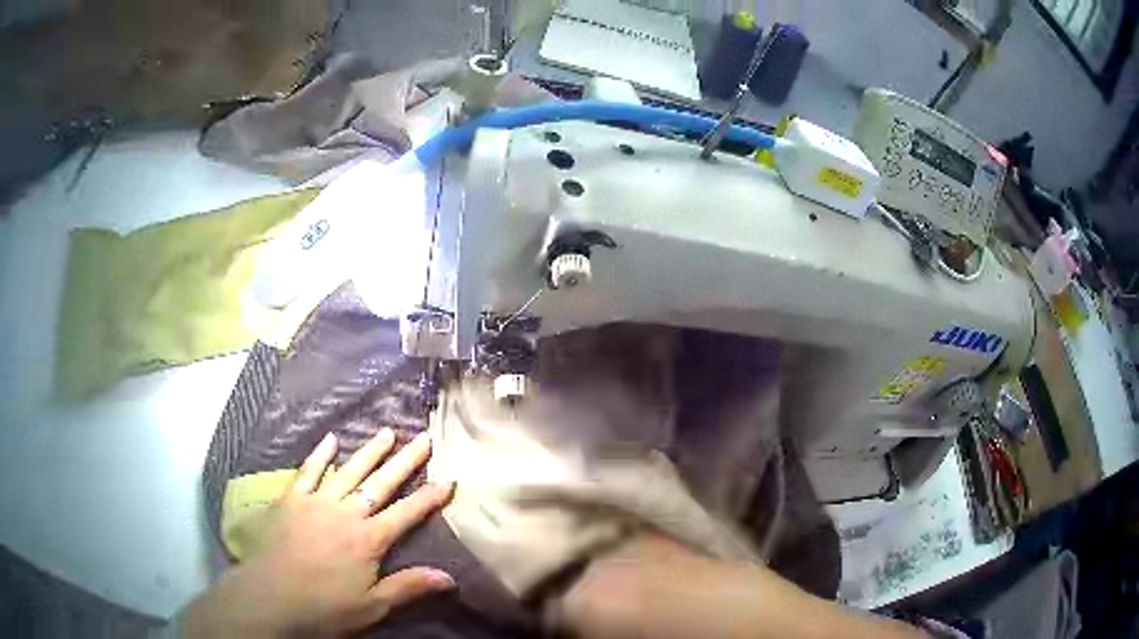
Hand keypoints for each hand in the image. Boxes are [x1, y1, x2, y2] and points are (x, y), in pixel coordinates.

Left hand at [183, 429, 455, 637]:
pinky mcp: (291, 500)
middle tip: (423, 437)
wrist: (270, 598)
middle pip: (380, 484)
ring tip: (387, 431)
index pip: (407, 514)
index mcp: (368, 540)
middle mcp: (346, 513)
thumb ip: (408, 587)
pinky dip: (320, 454)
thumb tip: (450, 577)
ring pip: (348, 471)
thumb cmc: (324, 608)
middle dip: (405, 461)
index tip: (449, 479)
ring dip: (369, 451)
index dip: (429, 497)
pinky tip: (331, 439)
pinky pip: (308, 471)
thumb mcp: (372, 606)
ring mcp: (316, 502)